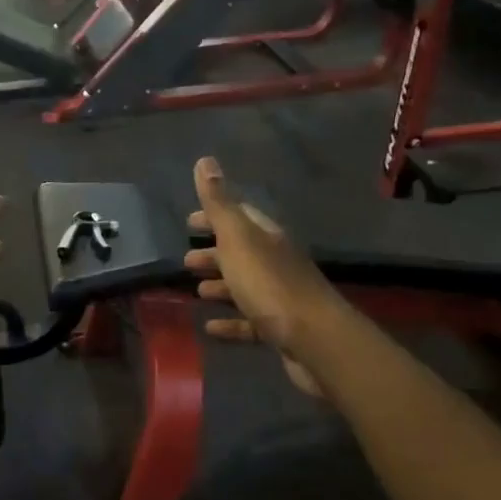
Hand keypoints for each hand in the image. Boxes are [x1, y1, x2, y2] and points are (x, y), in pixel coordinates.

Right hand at [183, 157, 343, 397]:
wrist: (313, 339)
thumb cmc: (269, 283)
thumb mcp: (237, 238)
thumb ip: (219, 203)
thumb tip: (205, 160)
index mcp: (266, 236)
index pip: (239, 215)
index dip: (213, 216)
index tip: (189, 222)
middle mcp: (276, 261)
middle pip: (242, 251)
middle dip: (214, 253)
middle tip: (187, 260)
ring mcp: (280, 296)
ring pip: (245, 285)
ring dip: (221, 285)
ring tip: (196, 290)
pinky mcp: (280, 328)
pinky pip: (249, 321)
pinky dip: (230, 322)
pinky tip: (210, 327)